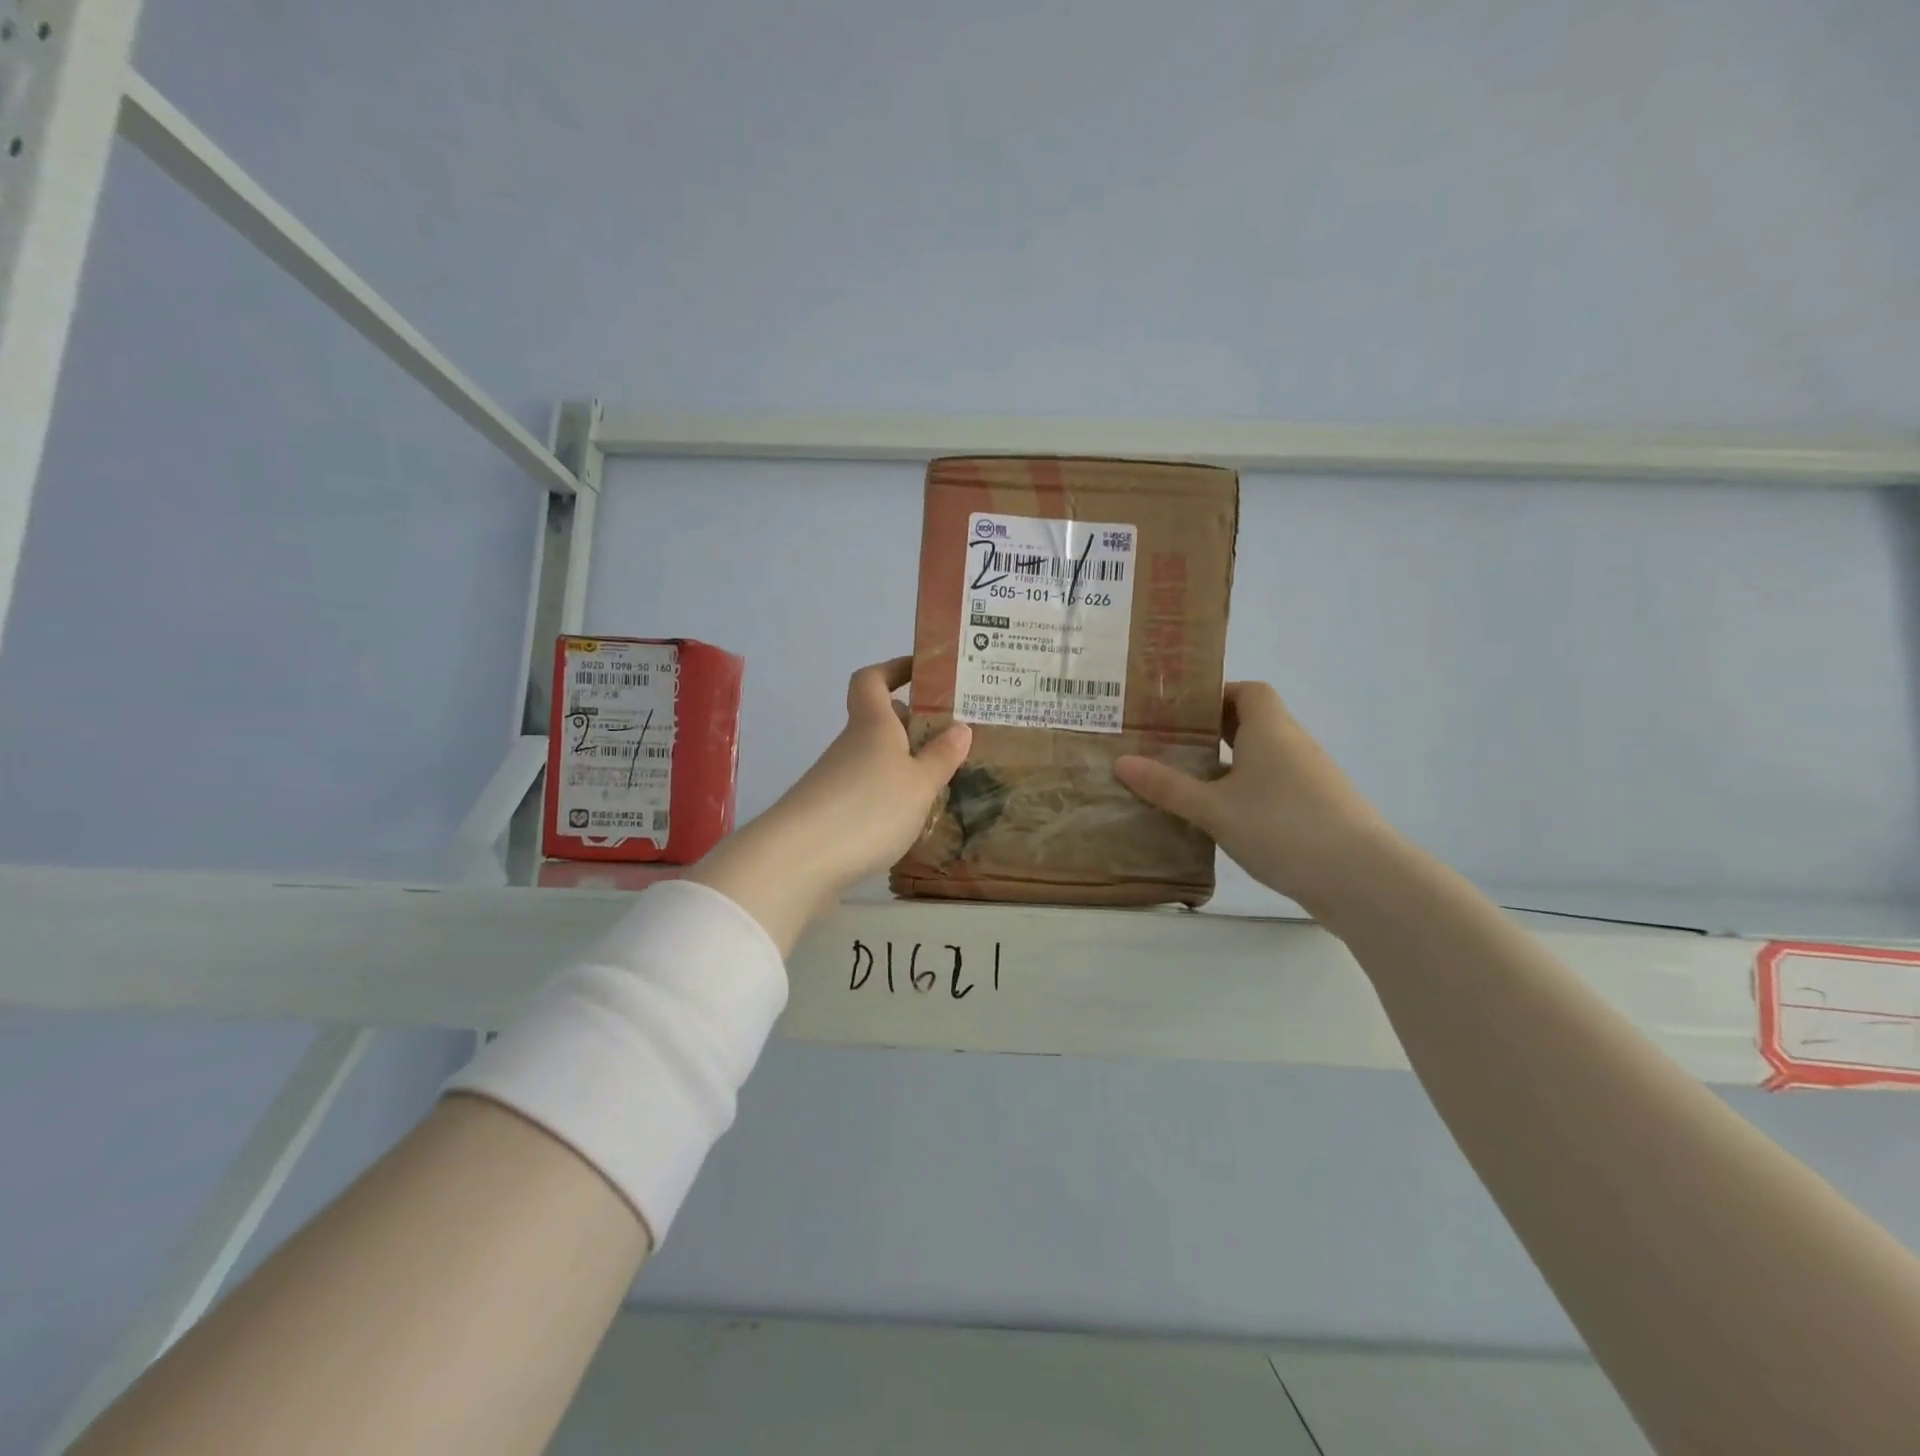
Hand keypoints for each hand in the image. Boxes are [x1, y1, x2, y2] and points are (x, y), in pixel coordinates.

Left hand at [690, 658, 969, 951]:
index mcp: (872, 725)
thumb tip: (960, 727)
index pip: (873, 679)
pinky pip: (865, 790)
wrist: (799, 860)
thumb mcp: (919, 784)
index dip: (894, 669)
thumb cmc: (869, 808)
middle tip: (948, 738)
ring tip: (939, 784)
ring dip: (903, 765)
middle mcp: (850, 745)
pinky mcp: (828, 813)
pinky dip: (888, 795)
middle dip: (910, 724)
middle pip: (877, 721)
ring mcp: (835, 779)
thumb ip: (941, 757)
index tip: (921, 671)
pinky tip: (907, 819)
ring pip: (874, 759)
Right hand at [1114, 681, 1395, 924]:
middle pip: (1253, 723)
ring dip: (1229, 765)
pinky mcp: (1317, 811)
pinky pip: (1273, 788)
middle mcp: (1293, 745)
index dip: (1216, 694)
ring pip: (1262, 759)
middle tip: (1169, 745)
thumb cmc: (1282, 826)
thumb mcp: (1214, 808)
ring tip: (1186, 783)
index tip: (1180, 712)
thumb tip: (1121, 762)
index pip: (1248, 691)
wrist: (1362, 878)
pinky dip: (1247, 793)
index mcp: (1270, 729)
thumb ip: (1167, 786)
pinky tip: (1221, 819)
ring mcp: (1310, 779)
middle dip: (1212, 731)